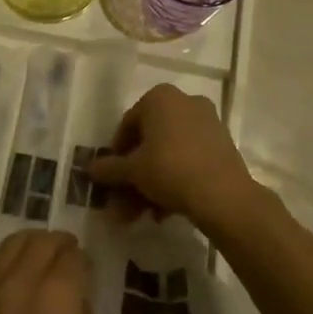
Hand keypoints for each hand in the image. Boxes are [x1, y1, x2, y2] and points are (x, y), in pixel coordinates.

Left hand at [0, 231, 104, 313]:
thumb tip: (75, 301)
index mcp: (55, 298)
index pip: (72, 255)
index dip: (84, 262)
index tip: (88, 276)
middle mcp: (19, 283)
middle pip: (41, 240)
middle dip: (60, 246)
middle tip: (69, 264)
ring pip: (11, 245)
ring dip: (32, 248)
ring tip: (43, 267)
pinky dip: (10, 265)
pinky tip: (18, 287)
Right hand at [87, 83, 261, 234]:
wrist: (223, 195)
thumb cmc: (169, 169)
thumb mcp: (132, 170)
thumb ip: (109, 168)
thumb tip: (89, 169)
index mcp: (160, 97)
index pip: (128, 123)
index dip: (116, 153)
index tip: (112, 177)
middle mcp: (185, 102)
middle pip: (150, 141)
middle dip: (134, 175)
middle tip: (124, 202)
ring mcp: (207, 122)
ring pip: (169, 154)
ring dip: (152, 184)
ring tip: (142, 215)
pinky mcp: (222, 145)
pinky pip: (189, 159)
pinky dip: (174, 181)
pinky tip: (164, 212)